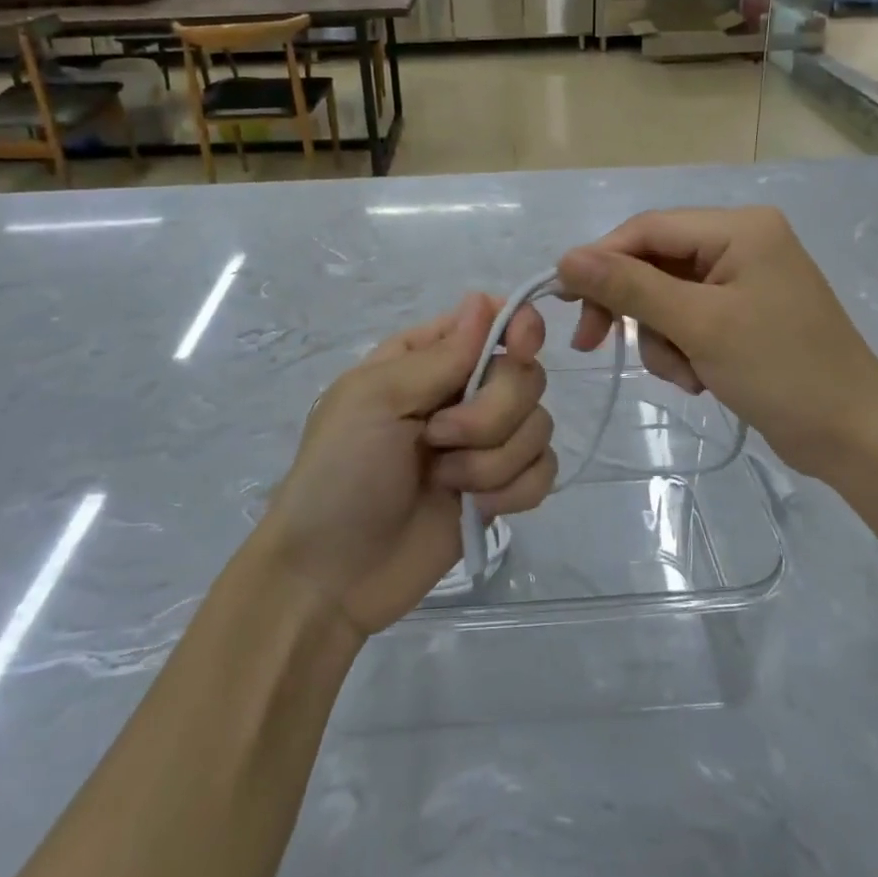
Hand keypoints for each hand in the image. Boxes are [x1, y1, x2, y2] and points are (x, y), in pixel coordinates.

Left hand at [257, 294, 555, 636]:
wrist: (332, 576)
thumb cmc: (341, 472)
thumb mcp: (375, 399)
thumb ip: (439, 355)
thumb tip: (481, 300)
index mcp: (427, 358)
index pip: (493, 318)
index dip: (518, 327)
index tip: (520, 348)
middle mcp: (462, 392)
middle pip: (525, 374)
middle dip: (492, 412)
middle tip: (439, 438)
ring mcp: (484, 442)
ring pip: (539, 424)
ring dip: (494, 459)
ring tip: (445, 480)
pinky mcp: (501, 488)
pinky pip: (545, 470)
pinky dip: (516, 490)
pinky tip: (476, 506)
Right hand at [557, 207, 877, 471]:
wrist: (855, 436)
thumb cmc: (782, 371)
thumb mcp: (699, 325)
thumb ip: (630, 287)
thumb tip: (566, 258)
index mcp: (739, 228)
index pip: (647, 228)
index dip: (600, 260)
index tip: (564, 301)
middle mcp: (740, 242)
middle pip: (654, 261)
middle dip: (633, 308)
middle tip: (593, 343)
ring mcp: (743, 279)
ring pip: (665, 296)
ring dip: (661, 338)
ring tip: (685, 375)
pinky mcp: (743, 314)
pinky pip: (688, 319)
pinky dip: (682, 349)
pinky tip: (701, 379)